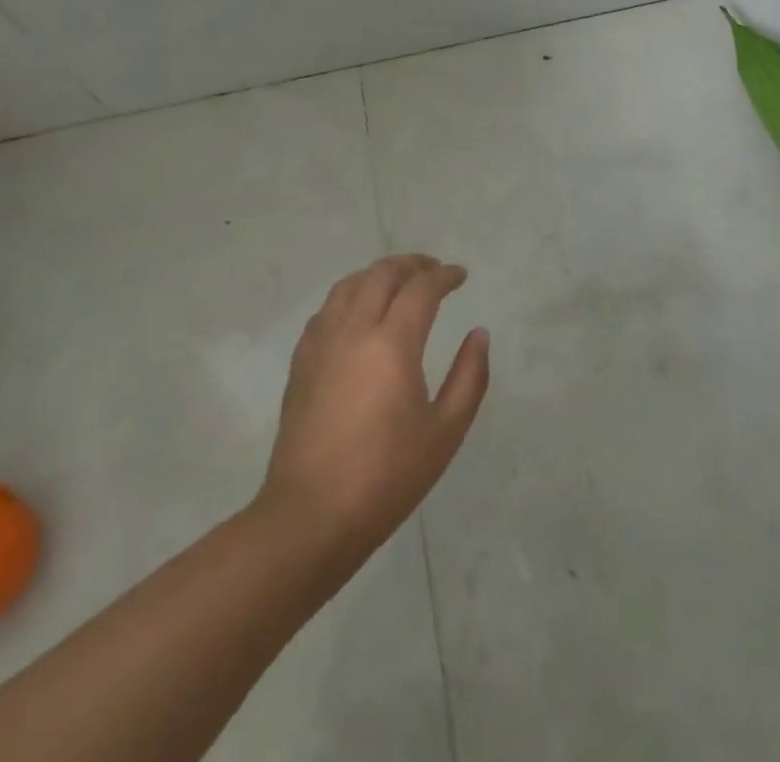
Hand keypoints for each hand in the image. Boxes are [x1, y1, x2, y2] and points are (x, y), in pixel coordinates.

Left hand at [258, 254, 489, 554]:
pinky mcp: (301, 361)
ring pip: (349, 285)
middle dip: (411, 264)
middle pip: (381, 274)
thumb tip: (478, 334)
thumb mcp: (445, 432)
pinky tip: (358, 312)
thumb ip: (469, 377)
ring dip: (377, 273)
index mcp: (392, 343)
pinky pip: (326, 309)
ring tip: (398, 280)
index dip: (443, 276)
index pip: (421, 289)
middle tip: (433, 269)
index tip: (460, 276)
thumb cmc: (387, 476)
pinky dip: (349, 296)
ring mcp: (321, 343)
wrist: (312, 515)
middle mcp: (354, 330)